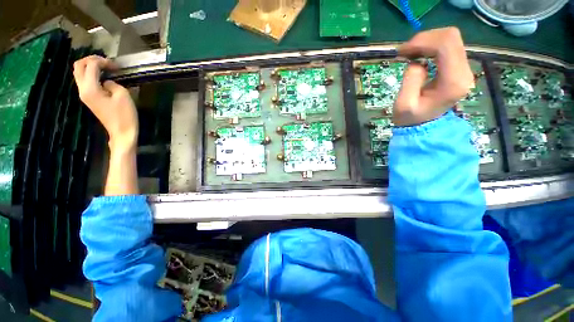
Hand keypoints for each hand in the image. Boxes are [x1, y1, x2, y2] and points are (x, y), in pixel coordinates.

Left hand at [73, 55, 137, 149]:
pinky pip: (85, 81)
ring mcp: (84, 95)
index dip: (103, 61)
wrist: (122, 132)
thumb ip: (112, 83)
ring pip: (79, 73)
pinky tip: (102, 76)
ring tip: (105, 68)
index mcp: (90, 88)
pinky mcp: (88, 99)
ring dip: (90, 66)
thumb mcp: (123, 95)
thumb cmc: (124, 115)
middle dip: (91, 60)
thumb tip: (107, 82)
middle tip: (106, 63)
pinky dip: (91, 74)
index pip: (91, 66)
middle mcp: (83, 90)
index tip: (116, 66)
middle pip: (78, 67)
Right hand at [394, 27, 473, 125]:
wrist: (423, 126)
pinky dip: (431, 45)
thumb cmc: (411, 118)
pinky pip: (449, 45)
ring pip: (450, 38)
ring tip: (410, 53)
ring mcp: (464, 69)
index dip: (422, 42)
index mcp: (453, 82)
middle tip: (405, 51)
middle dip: (425, 39)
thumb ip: (411, 80)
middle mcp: (464, 72)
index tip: (402, 51)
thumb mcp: (403, 104)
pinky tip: (419, 54)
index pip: (445, 46)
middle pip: (450, 37)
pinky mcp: (460, 67)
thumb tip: (417, 62)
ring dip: (427, 41)